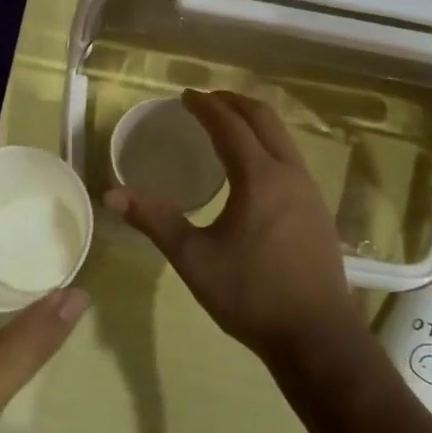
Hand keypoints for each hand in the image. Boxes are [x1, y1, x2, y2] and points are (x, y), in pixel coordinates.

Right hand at [108, 91, 360, 366]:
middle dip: (234, 103)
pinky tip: (255, 169)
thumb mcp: (194, 258)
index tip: (185, 96)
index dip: (205, 106)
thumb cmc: (251, 295)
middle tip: (206, 101)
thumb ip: (155, 221)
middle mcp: (289, 173)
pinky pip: (292, 159)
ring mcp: (310, 191)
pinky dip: (269, 145)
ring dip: (255, 122)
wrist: (316, 336)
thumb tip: (112, 194)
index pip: (230, 125)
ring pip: (283, 138)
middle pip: (264, 119)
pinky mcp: (319, 211)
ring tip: (229, 126)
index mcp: (259, 177)